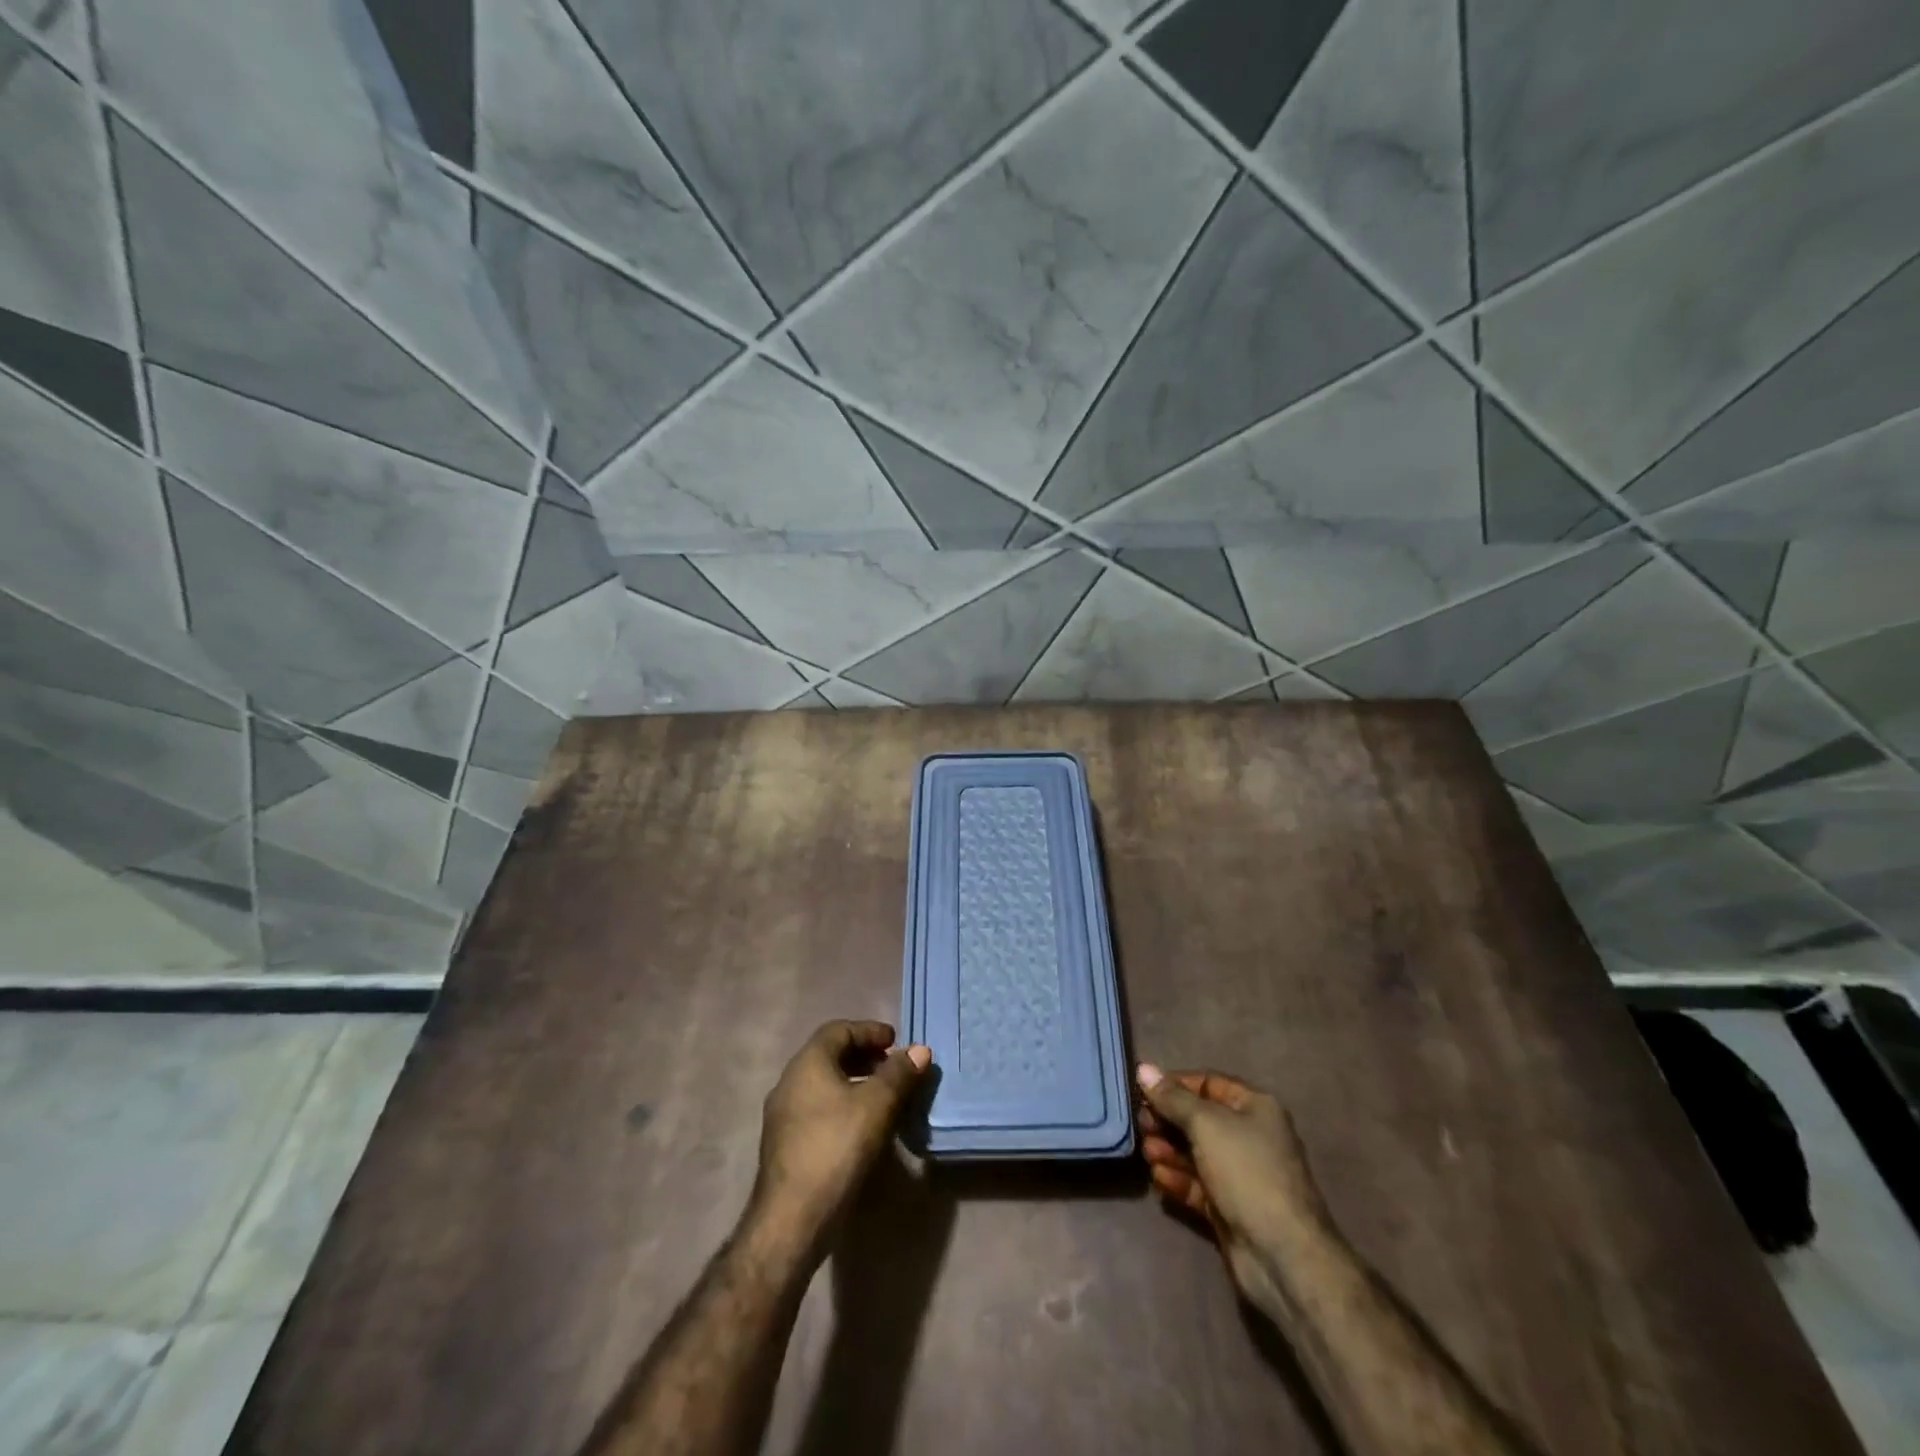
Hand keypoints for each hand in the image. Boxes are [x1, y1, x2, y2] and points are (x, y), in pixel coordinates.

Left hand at [751, 1021, 930, 1249]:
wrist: (791, 1220)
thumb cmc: (836, 1149)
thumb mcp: (876, 1106)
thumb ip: (899, 1074)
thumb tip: (919, 1050)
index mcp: (807, 1063)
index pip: (839, 1029)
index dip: (870, 1030)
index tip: (896, 1042)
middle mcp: (789, 1081)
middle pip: (830, 1055)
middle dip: (865, 1056)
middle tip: (894, 1067)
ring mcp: (783, 1115)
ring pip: (824, 1084)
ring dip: (855, 1082)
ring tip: (885, 1097)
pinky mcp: (785, 1144)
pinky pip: (818, 1108)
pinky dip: (843, 1105)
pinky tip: (863, 1127)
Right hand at [1135, 1063, 1333, 1312]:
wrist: (1282, 1254)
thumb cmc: (1246, 1172)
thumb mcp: (1206, 1124)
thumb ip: (1172, 1098)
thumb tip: (1144, 1069)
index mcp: (1255, 1108)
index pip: (1208, 1083)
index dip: (1175, 1085)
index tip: (1143, 1091)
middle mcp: (1250, 1136)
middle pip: (1199, 1119)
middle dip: (1168, 1120)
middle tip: (1141, 1124)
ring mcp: (1240, 1174)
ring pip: (1195, 1153)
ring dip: (1168, 1150)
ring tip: (1147, 1152)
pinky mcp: (1230, 1207)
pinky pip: (1198, 1184)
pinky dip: (1178, 1178)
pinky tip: (1158, 1178)